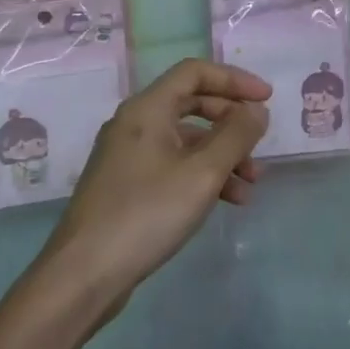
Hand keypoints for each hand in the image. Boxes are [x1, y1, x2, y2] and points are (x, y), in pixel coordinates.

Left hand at [43, 59, 270, 300]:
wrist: (83, 275)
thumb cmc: (146, 213)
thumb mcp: (202, 173)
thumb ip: (236, 136)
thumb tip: (257, 110)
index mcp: (147, 109)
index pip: (194, 72)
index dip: (234, 80)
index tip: (266, 99)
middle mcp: (134, 124)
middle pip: (191, 104)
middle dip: (231, 121)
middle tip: (259, 141)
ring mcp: (127, 156)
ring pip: (185, 141)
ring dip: (222, 155)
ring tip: (252, 184)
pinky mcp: (127, 186)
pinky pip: (173, 166)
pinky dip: (202, 176)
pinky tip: (228, 201)